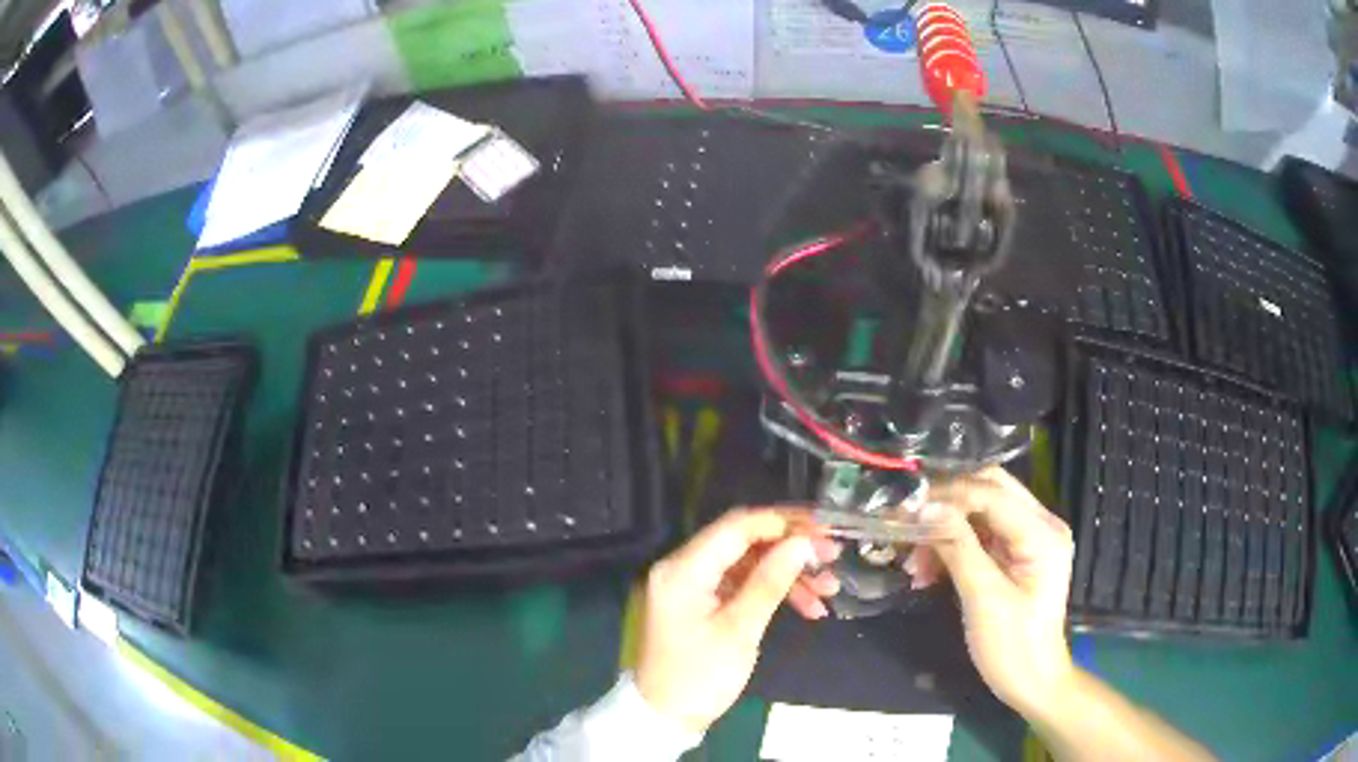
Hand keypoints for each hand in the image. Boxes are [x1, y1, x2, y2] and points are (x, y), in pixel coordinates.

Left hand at [635, 507, 841, 732]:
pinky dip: (774, 592)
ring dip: (789, 573)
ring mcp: (694, 585)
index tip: (824, 528)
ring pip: (750, 564)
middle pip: (745, 542)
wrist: (667, 717)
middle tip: (832, 556)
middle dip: (791, 548)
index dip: (783, 522)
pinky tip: (809, 607)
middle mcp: (684, 567)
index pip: (737, 526)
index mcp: (684, 569)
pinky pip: (743, 585)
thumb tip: (803, 542)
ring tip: (830, 590)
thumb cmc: (700, 676)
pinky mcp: (703, 602)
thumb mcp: (739, 630)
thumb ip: (770, 581)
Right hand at [904, 467, 1076, 714]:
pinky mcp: (1016, 554)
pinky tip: (928, 571)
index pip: (992, 492)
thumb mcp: (983, 598)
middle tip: (907, 524)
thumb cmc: (1012, 646)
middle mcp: (1041, 524)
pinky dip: (953, 546)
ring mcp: (1030, 538)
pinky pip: (981, 534)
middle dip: (946, 505)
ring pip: (981, 510)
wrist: (1031, 682)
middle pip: (989, 490)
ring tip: (914, 562)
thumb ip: (958, 547)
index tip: (905, 508)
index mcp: (1042, 532)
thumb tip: (925, 508)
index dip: (949, 495)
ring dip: (946, 529)